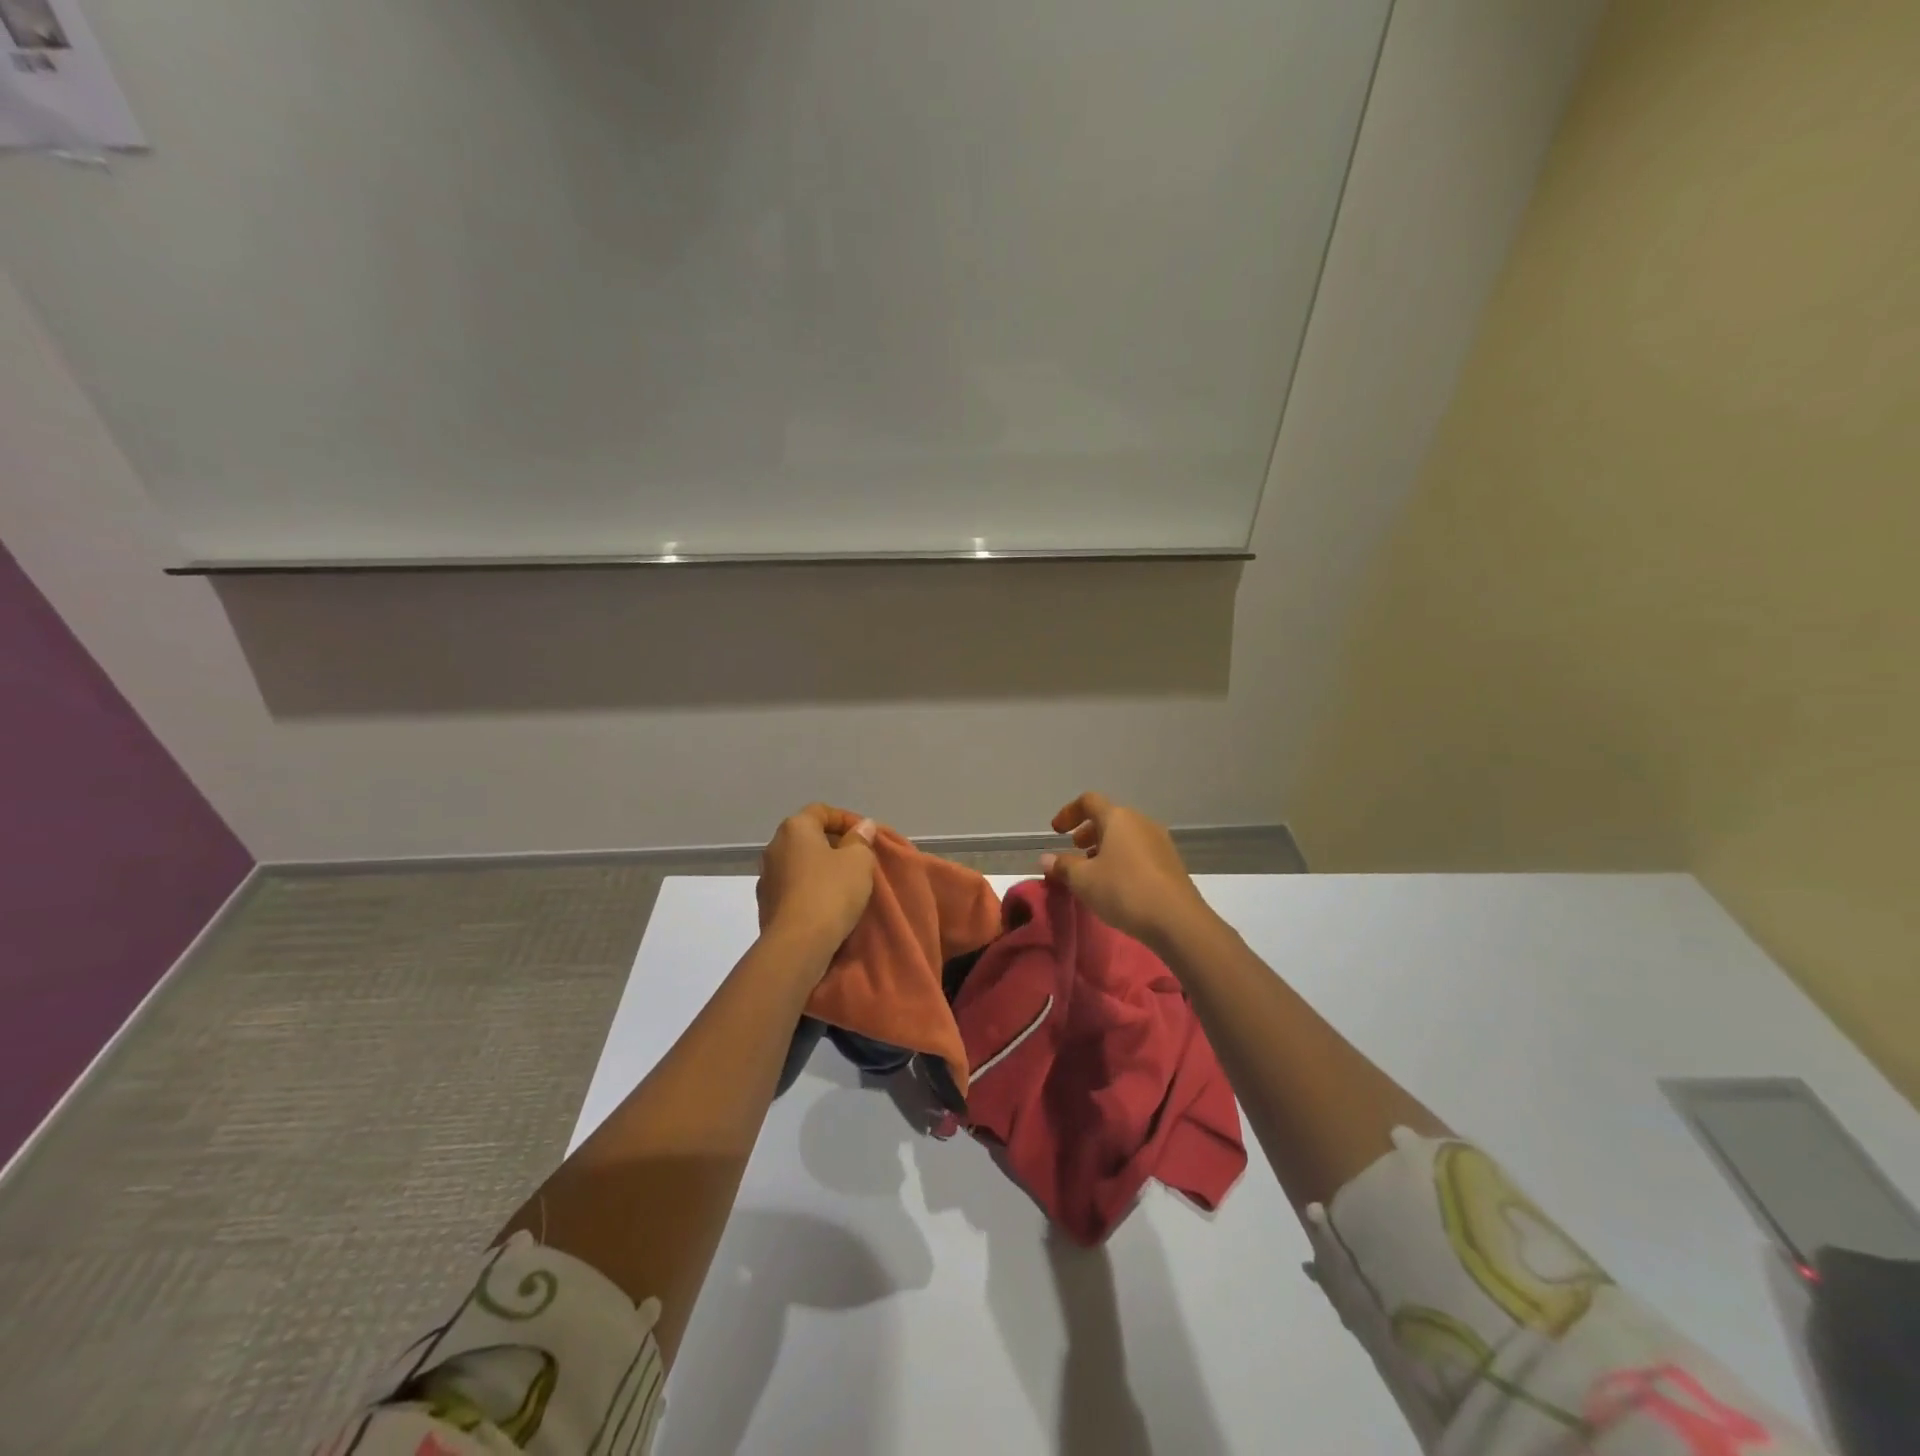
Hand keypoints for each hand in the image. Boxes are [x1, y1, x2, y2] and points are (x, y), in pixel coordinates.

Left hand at [756, 805, 878, 971]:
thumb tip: (862, 826)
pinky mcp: (766, 904)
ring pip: (799, 863)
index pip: (821, 811)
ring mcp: (766, 877)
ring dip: (820, 868)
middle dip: (834, 844)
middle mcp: (774, 847)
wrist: (797, 943)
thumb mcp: (859, 860)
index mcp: (795, 828)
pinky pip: (793, 887)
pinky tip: (827, 903)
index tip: (867, 835)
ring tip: (844, 883)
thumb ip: (861, 839)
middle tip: (859, 858)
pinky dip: (810, 889)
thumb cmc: (831, 892)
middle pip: (808, 836)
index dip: (846, 819)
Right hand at [1041, 792, 1211, 947]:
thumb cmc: (1124, 891)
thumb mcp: (1084, 880)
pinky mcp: (1171, 863)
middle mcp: (1141, 822)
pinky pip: (1139, 851)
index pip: (1089, 801)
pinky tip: (1117, 884)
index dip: (1068, 812)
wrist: (1177, 920)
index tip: (1056, 832)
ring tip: (1094, 871)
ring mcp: (1160, 842)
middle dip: (1088, 831)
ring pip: (1126, 836)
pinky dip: (1123, 859)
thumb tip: (1046, 858)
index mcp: (1118, 818)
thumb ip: (1063, 866)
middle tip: (1075, 850)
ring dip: (1105, 847)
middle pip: (1110, 818)